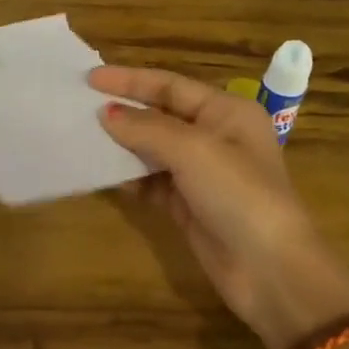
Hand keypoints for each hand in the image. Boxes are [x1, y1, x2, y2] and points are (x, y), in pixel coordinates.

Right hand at [90, 66, 348, 348]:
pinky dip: (130, 178)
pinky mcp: (189, 205)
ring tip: (83, 139)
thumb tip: (106, 114)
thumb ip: (147, 128)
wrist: (269, 270)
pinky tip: (104, 175)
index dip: (130, 80)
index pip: (171, 86)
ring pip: (153, 150)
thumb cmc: (239, 196)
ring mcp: (202, 174)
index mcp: (227, 112)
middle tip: (79, 108)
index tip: (90, 78)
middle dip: (123, 112)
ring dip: (122, 145)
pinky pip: (152, 182)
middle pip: (160, 115)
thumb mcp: (193, 151)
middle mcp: (216, 137)